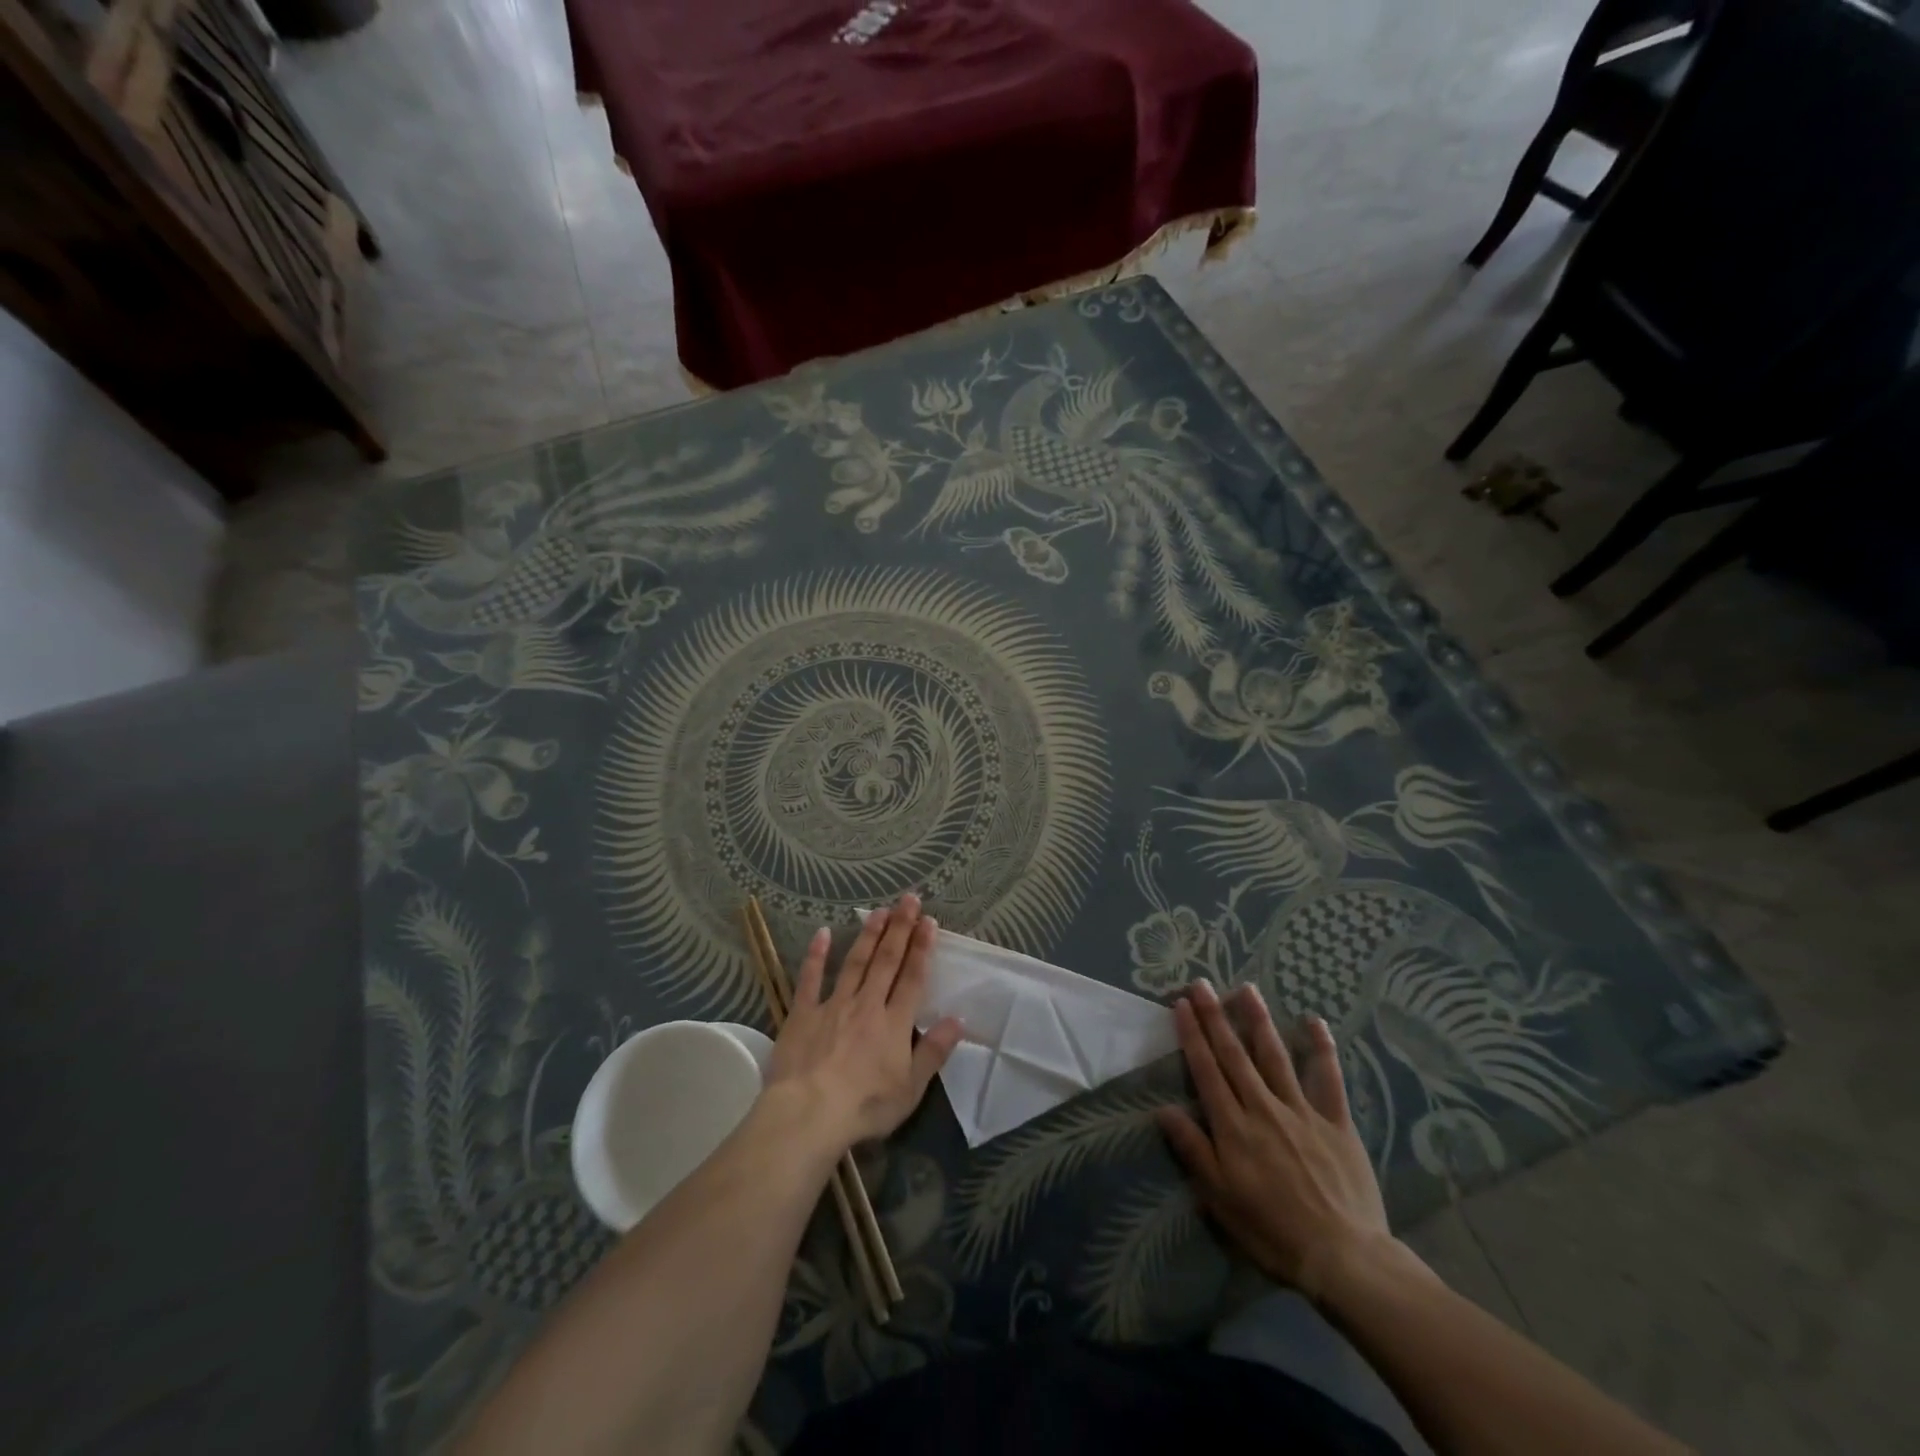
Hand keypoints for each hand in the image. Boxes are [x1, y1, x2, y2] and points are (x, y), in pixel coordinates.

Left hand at [764, 892, 962, 1151]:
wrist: (809, 1113)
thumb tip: (958, 1019)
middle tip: (908, 899)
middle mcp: (867, 1005)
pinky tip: (822, 933)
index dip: (922, 948)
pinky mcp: (803, 1014)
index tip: (928, 921)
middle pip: (887, 961)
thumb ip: (934, 1051)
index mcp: (894, 1023)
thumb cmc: (865, 1106)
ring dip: (869, 935)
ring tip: (879, 910)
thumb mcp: (910, 1088)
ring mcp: (833, 1005)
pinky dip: (816, 955)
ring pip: (855, 962)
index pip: (912, 978)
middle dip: (900, 928)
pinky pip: (810, 979)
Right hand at [1158, 980, 1392, 1302]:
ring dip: (1258, 1020)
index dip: (1192, 1035)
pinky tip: (1314, 1021)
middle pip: (1234, 1054)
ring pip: (1275, 1056)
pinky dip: (1322, 1048)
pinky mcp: (1336, 1122)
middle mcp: (1263, 1108)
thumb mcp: (1220, 1199)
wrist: (1343, 1258)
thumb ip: (1194, 1150)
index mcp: (1233, 1127)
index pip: (1206, 1070)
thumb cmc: (1273, 1232)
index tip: (1181, 1004)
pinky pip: (1328, 1079)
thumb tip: (1164, 1110)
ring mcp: (1302, 1111)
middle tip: (1202, 983)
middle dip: (1215, 1016)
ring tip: (1246, 989)